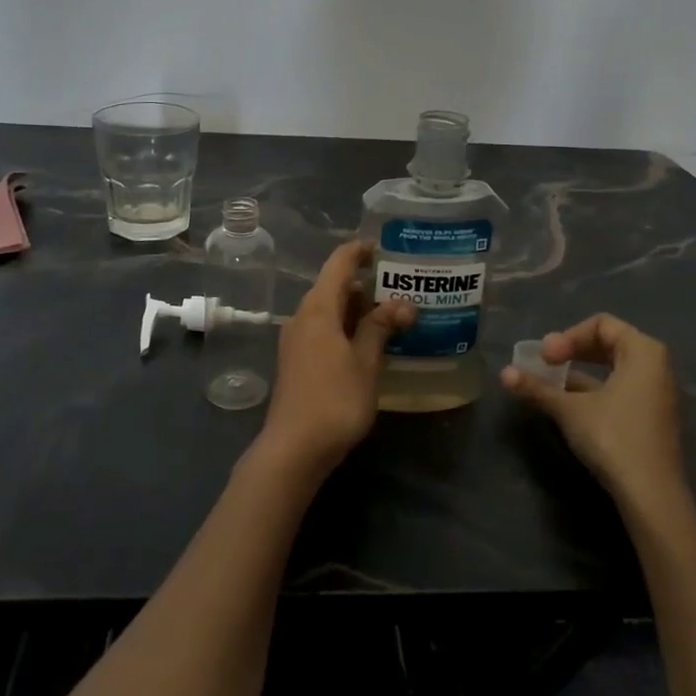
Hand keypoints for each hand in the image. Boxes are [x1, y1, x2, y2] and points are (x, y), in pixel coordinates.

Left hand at [256, 241, 412, 481]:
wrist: (294, 448)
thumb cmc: (334, 400)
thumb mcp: (366, 363)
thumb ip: (381, 328)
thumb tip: (402, 303)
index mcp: (317, 309)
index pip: (339, 264)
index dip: (360, 251)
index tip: (384, 248)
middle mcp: (302, 317)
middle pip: (333, 287)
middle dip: (366, 284)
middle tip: (401, 288)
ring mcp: (296, 340)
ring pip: (329, 310)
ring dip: (357, 309)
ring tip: (392, 315)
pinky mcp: (297, 361)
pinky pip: (323, 330)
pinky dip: (346, 328)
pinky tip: (369, 343)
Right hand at [500, 314, 687, 509]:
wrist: (651, 494)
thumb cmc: (613, 437)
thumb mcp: (569, 410)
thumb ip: (537, 388)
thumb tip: (503, 374)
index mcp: (643, 352)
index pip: (601, 324)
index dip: (568, 336)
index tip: (545, 357)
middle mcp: (656, 366)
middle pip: (609, 342)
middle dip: (573, 350)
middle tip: (546, 364)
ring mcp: (657, 393)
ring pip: (613, 367)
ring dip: (580, 371)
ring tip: (551, 383)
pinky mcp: (652, 417)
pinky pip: (620, 387)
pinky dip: (594, 389)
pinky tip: (569, 405)